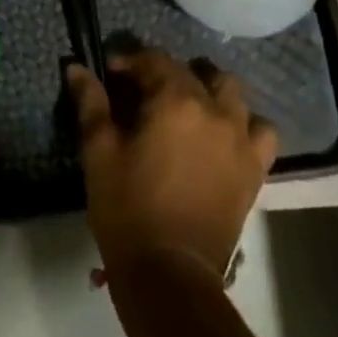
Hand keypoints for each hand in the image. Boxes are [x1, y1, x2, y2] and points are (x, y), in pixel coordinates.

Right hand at [67, 50, 277, 282]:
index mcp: (175, 100)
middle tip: (143, 94)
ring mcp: (240, 138)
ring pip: (231, 91)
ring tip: (187, 106)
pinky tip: (224, 134)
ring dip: (208, 89)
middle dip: (165, 73)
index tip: (111, 74)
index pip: (153, 60)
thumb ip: (91, 104)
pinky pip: (261, 130)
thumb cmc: (127, 209)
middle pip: (192, 72)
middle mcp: (214, 109)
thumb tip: (76, 68)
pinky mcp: (255, 169)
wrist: (170, 276)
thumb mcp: (99, 153)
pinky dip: (245, 124)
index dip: (129, 61)